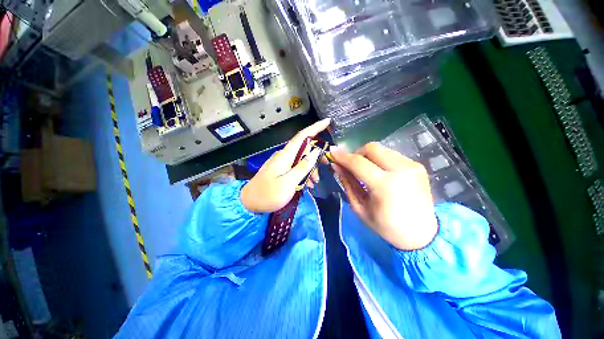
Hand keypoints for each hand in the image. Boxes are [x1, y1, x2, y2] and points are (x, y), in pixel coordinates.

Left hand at [240, 119, 329, 212]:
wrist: (249, 203)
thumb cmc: (269, 194)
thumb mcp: (289, 182)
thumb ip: (303, 167)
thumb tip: (315, 151)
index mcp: (286, 155)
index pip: (302, 136)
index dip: (315, 127)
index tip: (327, 121)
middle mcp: (284, 156)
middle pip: (304, 149)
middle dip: (316, 158)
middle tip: (324, 169)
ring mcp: (282, 163)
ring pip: (301, 160)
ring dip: (310, 170)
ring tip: (313, 184)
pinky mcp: (281, 170)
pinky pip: (296, 168)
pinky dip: (303, 174)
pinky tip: (306, 185)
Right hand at [331, 142, 437, 249]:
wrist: (422, 234)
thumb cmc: (386, 226)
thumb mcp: (360, 208)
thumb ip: (347, 183)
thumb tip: (336, 166)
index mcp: (385, 185)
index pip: (358, 163)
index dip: (342, 157)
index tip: (332, 153)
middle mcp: (401, 170)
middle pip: (371, 148)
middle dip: (356, 153)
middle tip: (351, 165)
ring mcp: (412, 165)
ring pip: (382, 149)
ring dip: (368, 156)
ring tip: (365, 170)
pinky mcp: (417, 165)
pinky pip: (391, 155)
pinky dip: (380, 160)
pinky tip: (380, 172)